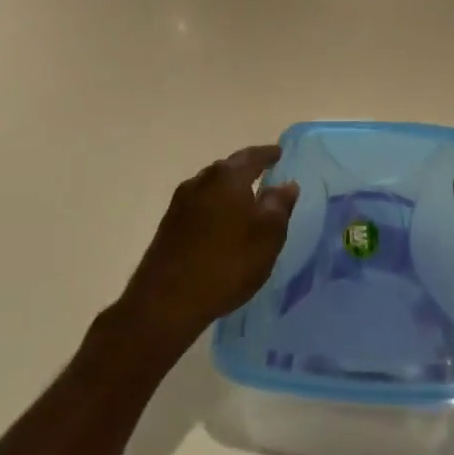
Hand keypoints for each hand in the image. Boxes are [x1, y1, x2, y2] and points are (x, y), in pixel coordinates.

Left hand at [118, 145, 298, 351]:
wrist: (166, 301)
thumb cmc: (227, 263)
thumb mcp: (267, 236)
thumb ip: (279, 205)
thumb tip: (286, 184)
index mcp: (227, 177)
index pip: (252, 156)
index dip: (268, 154)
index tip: (279, 154)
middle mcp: (201, 181)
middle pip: (229, 168)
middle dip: (247, 170)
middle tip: (265, 176)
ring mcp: (180, 202)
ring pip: (212, 187)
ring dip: (229, 190)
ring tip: (246, 201)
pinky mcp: (169, 224)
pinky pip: (200, 205)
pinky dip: (215, 207)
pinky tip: (222, 224)